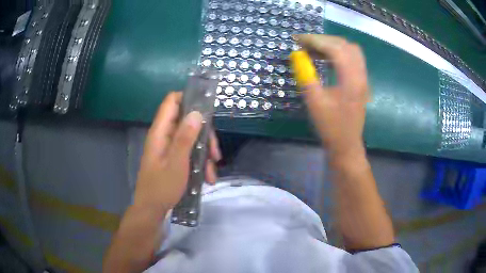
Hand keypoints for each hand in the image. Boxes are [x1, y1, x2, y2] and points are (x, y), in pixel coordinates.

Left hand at [133, 92, 221, 214]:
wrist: (152, 210)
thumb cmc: (162, 187)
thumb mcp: (177, 163)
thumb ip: (185, 137)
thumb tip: (197, 112)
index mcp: (160, 132)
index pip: (172, 101)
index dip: (188, 99)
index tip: (207, 110)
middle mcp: (164, 136)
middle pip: (187, 121)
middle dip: (204, 135)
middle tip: (215, 153)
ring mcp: (169, 148)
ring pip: (191, 138)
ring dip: (205, 152)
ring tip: (212, 172)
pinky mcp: (173, 158)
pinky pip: (189, 152)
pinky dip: (200, 162)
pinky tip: (207, 178)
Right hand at [295, 34, 368, 156]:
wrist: (346, 145)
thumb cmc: (330, 127)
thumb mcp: (314, 102)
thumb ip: (306, 75)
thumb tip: (297, 55)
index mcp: (351, 79)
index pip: (335, 48)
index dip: (315, 40)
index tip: (297, 40)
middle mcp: (360, 75)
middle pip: (345, 45)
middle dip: (323, 40)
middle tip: (304, 44)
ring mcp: (363, 78)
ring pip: (351, 50)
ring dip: (332, 45)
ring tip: (313, 49)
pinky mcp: (361, 82)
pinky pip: (352, 59)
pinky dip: (338, 53)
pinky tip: (326, 58)